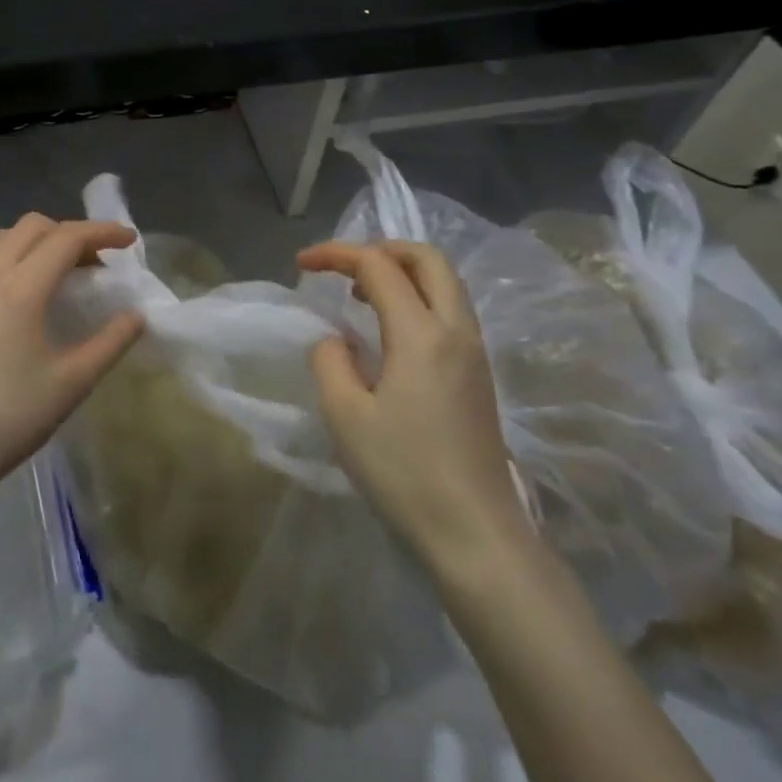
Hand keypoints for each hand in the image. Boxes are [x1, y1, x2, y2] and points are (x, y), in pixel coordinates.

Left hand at [0, 214, 144, 509]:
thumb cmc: (7, 419)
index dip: (102, 233)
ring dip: (38, 241)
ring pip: (4, 237)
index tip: (130, 241)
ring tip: (62, 273)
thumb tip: (137, 316)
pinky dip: (13, 256)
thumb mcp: (71, 384)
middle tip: (97, 263)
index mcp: (19, 289)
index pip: (66, 238)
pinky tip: (24, 291)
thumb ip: (110, 343)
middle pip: (33, 227)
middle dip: (70, 233)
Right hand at [296, 241, 531, 577]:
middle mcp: (456, 329)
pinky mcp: (480, 374)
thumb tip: (336, 341)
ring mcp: (474, 351)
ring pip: (445, 282)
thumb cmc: (405, 473)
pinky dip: (418, 296)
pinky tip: (390, 329)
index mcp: (421, 334)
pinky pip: (451, 309)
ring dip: (403, 272)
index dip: (336, 254)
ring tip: (361, 293)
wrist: (475, 533)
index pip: (378, 266)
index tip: (302, 264)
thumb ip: (329, 361)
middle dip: (382, 247)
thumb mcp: (345, 416)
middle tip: (344, 266)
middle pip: (427, 258)